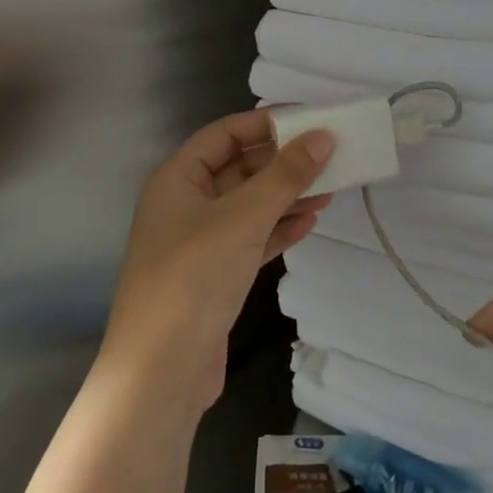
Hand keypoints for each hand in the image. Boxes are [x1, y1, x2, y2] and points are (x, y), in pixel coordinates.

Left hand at [102, 110, 333, 412]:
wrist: (161, 373)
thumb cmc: (193, 278)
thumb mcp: (242, 218)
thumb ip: (284, 176)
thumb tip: (323, 136)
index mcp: (177, 179)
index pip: (225, 133)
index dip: (266, 122)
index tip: (312, 119)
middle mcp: (184, 204)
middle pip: (239, 168)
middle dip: (283, 162)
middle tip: (331, 155)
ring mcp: (199, 242)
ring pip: (249, 205)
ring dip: (287, 196)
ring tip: (332, 189)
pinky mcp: (215, 276)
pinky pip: (252, 239)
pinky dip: (279, 229)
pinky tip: (310, 223)